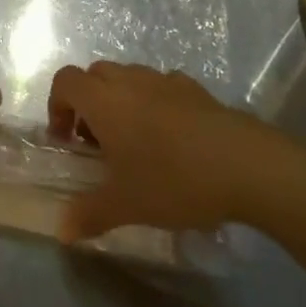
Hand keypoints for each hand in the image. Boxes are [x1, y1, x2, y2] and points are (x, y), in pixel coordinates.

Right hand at [47, 61, 305, 240]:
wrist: (249, 166)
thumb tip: (62, 231)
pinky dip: (155, 102)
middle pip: (94, 75)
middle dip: (87, 102)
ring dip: (120, 100)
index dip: (57, 106)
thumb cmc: (174, 180)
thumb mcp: (127, 205)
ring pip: (129, 77)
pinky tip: (171, 137)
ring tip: (135, 141)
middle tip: (97, 143)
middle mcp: (130, 81)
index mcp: (104, 101)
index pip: (65, 81)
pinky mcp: (197, 89)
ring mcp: (165, 81)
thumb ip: (89, 214)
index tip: (67, 140)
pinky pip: (162, 87)